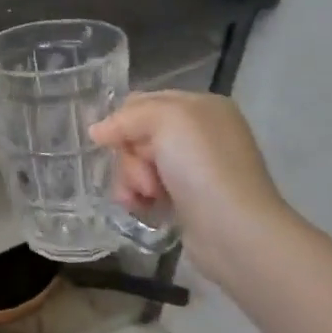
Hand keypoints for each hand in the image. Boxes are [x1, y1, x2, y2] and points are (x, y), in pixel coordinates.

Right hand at [89, 91, 292, 284]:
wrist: (234, 230)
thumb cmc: (202, 166)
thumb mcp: (165, 120)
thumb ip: (126, 117)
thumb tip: (97, 132)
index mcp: (201, 107)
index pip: (143, 102)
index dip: (123, 121)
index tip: (112, 141)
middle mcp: (199, 134)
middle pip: (137, 135)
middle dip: (130, 156)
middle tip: (143, 176)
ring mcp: (193, 168)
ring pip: (138, 163)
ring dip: (131, 179)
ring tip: (145, 198)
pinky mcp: (186, 199)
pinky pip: (148, 188)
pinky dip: (139, 196)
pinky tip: (144, 207)